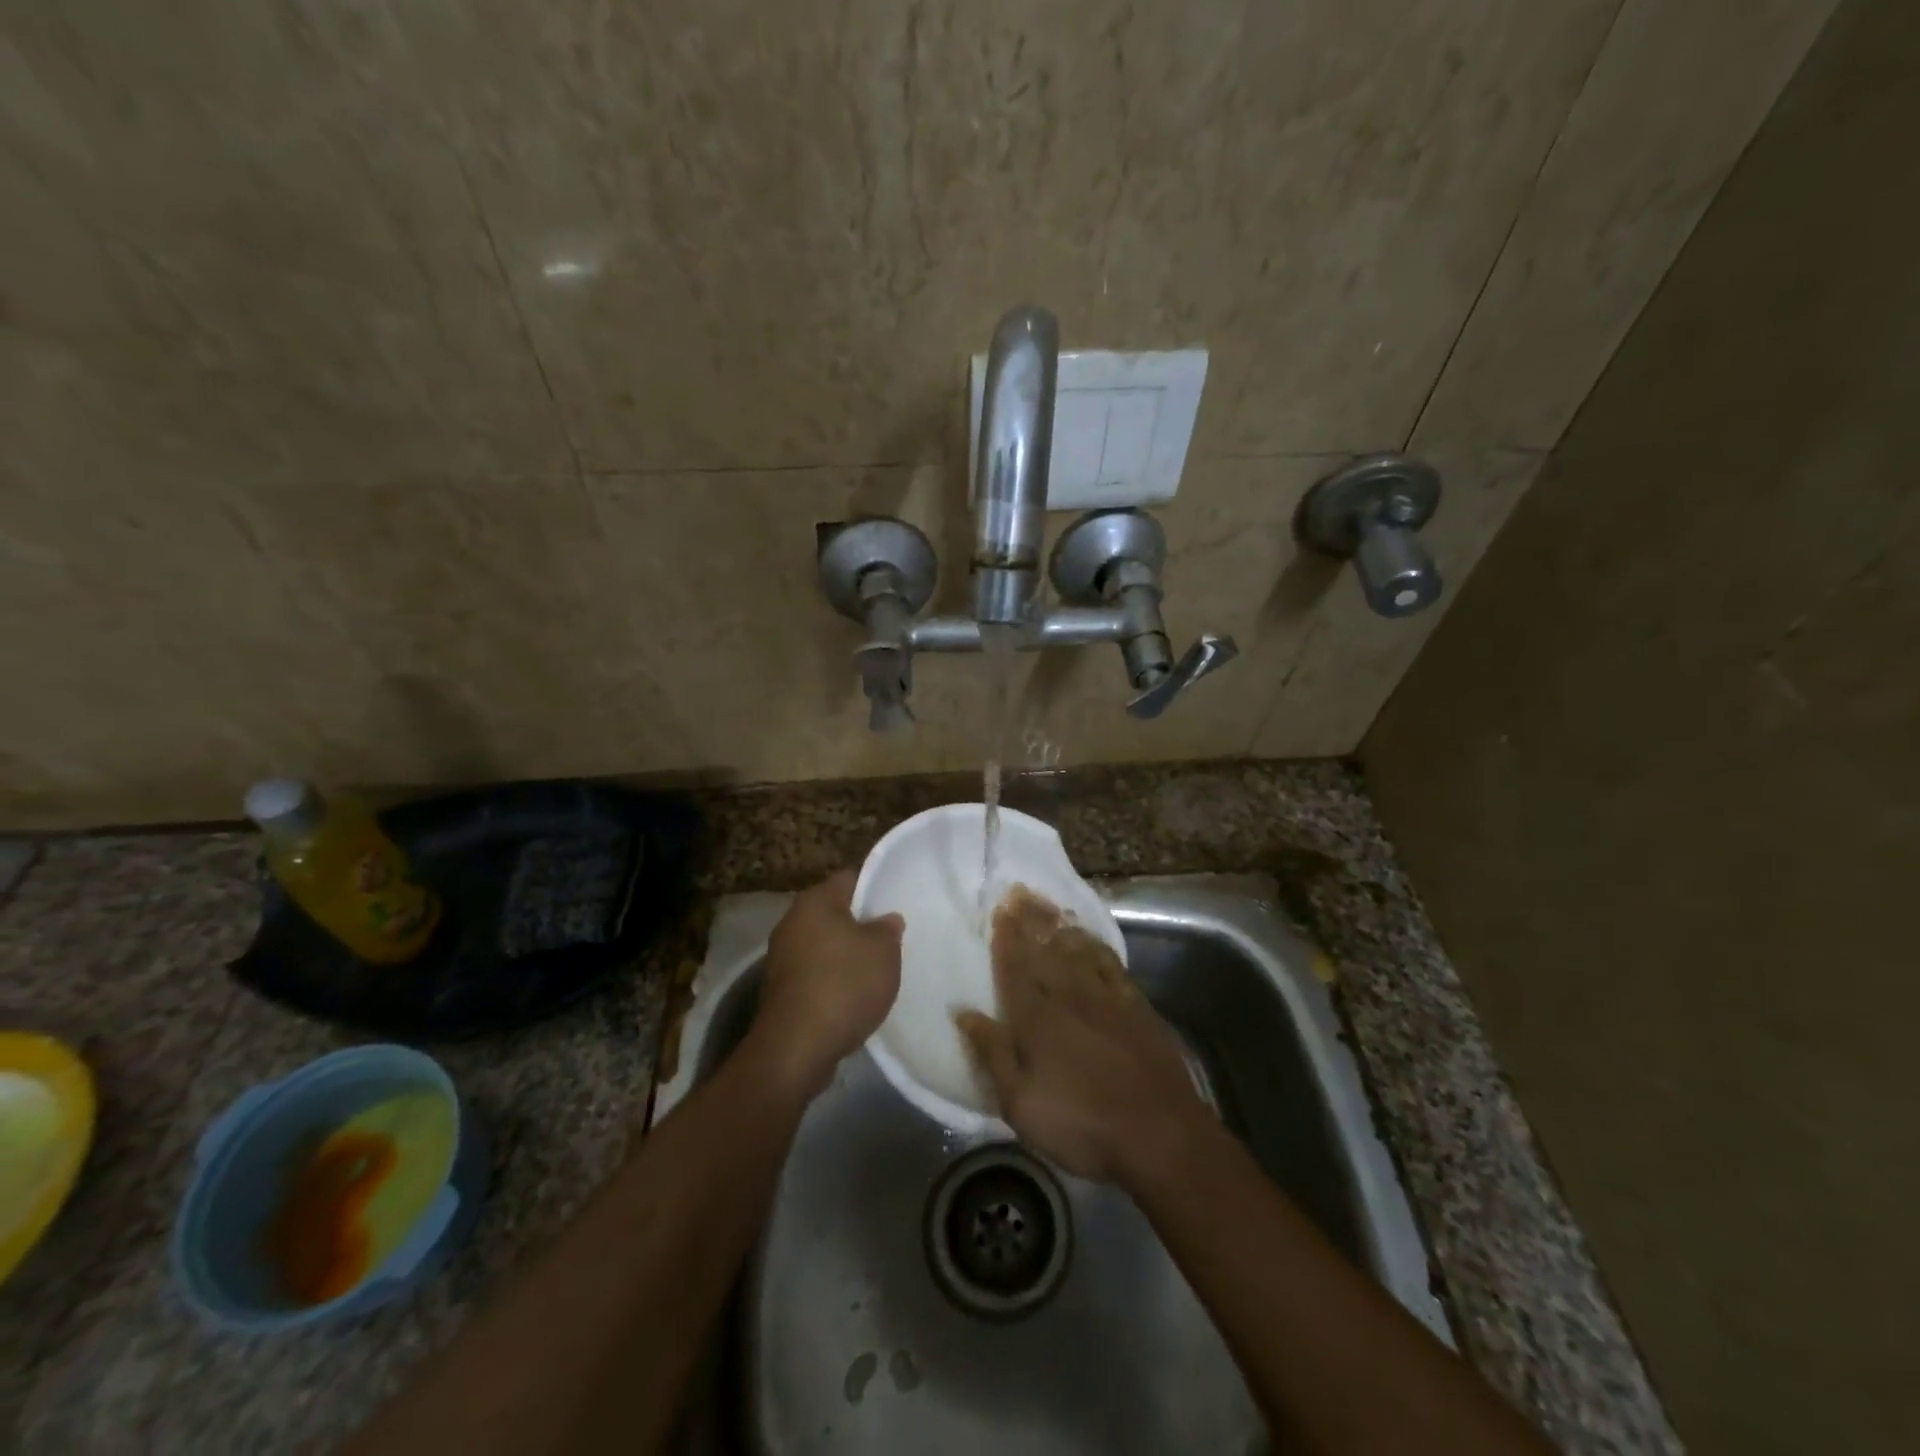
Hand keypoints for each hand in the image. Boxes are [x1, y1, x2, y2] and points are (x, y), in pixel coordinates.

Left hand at [749, 870, 903, 1099]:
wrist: (796, 1048)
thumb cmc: (844, 985)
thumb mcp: (883, 951)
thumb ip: (888, 929)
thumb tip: (885, 920)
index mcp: (815, 901)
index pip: (850, 878)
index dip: (875, 887)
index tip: (896, 903)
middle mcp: (792, 921)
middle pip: (835, 913)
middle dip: (861, 925)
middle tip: (890, 939)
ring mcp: (781, 957)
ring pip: (824, 945)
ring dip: (846, 956)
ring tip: (876, 971)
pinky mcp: (780, 989)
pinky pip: (814, 974)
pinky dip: (832, 981)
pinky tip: (853, 997)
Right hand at [956, 884, 1208, 1185]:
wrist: (1160, 1133)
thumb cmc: (1082, 1124)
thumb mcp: (1021, 1103)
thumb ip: (992, 1053)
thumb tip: (963, 1013)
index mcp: (1036, 1018)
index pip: (1014, 968)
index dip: (1005, 938)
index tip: (999, 910)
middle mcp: (1068, 996)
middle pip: (1044, 950)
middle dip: (1030, 921)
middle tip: (1020, 892)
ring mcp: (1106, 997)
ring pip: (1077, 950)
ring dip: (1060, 926)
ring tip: (1049, 905)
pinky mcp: (1136, 1006)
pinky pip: (1110, 963)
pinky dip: (1096, 946)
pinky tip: (1089, 938)